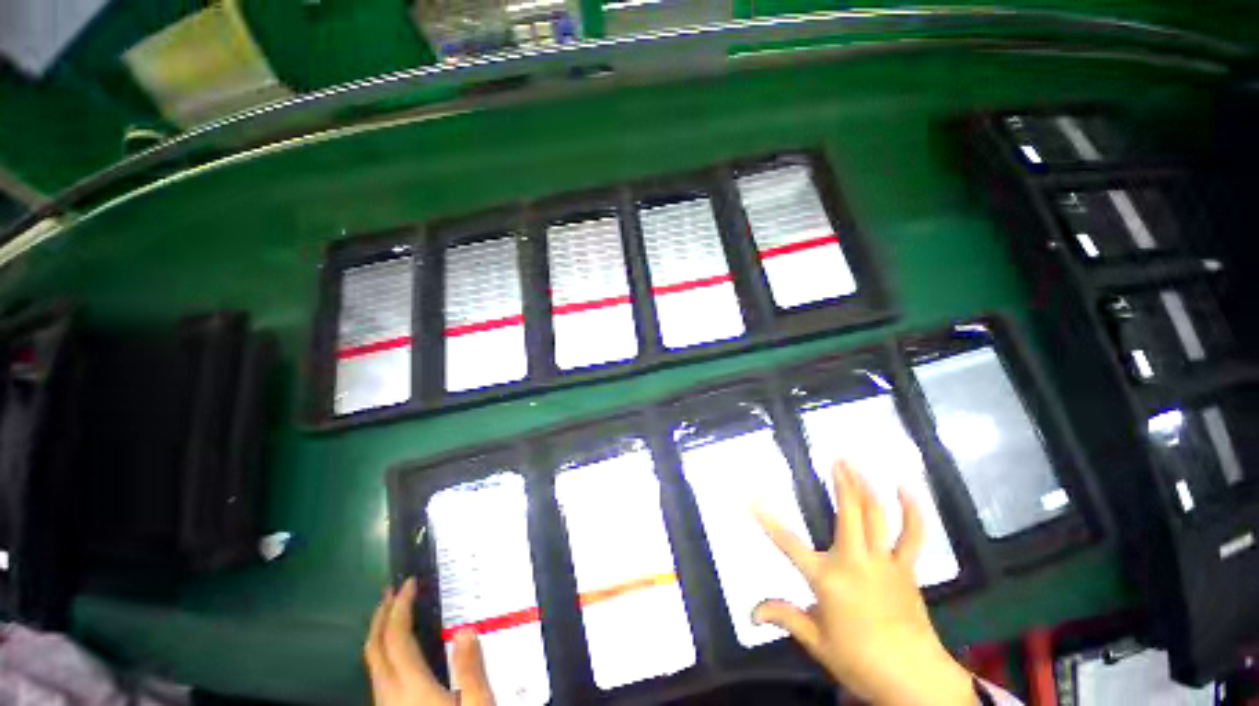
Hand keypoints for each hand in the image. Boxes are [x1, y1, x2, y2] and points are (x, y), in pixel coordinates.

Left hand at [364, 577, 494, 705]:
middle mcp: (390, 696)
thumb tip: (467, 629)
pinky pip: (377, 676)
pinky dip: (383, 652)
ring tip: (392, 613)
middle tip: (392, 591)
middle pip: (374, 649)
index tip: (410, 583)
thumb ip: (471, 669)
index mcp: (412, 688)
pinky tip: (397, 652)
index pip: (396, 638)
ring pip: (371, 664)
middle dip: (381, 616)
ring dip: (379, 633)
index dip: (400, 607)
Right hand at [753, 460, 975, 705]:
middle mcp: (854, 562)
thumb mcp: (817, 642)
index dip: (768, 520)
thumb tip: (751, 614)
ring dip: (866, 487)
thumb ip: (785, 618)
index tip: (752, 498)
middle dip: (841, 483)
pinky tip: (906, 489)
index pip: (788, 544)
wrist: (915, 681)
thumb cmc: (860, 661)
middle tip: (835, 459)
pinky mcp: (906, 569)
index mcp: (827, 579)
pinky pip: (913, 535)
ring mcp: (884, 563)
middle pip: (848, 513)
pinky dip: (912, 511)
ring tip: (857, 466)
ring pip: (877, 516)